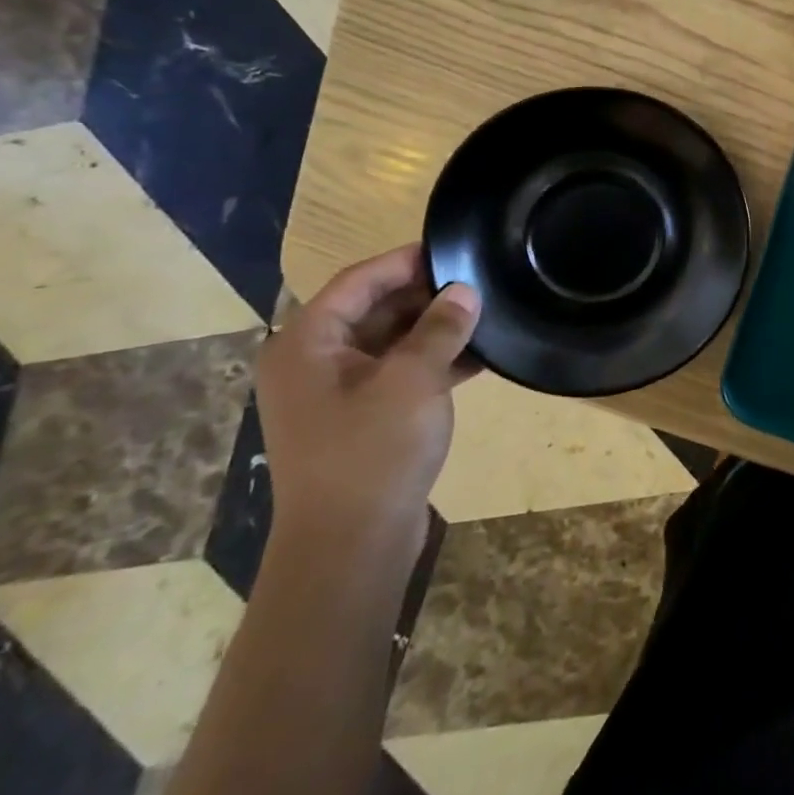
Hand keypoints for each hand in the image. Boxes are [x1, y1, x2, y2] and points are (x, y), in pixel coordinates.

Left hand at [255, 245, 481, 550]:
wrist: (350, 547)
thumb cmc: (372, 451)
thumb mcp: (413, 380)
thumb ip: (440, 329)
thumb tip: (465, 291)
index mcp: (308, 343)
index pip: (359, 281)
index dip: (406, 261)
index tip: (454, 247)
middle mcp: (315, 362)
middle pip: (373, 310)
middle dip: (426, 296)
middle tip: (478, 282)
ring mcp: (337, 394)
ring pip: (391, 343)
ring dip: (434, 330)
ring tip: (486, 315)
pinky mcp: (361, 420)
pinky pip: (399, 374)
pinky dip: (434, 363)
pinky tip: (479, 358)